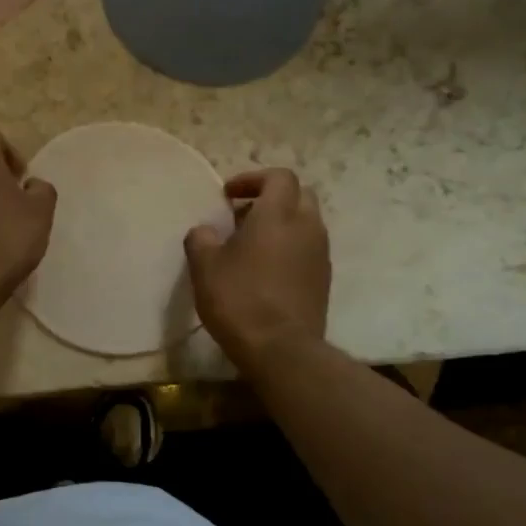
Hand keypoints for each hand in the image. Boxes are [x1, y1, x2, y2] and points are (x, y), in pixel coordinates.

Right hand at [184, 168, 330, 365]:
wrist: (281, 349)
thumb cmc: (239, 299)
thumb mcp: (204, 267)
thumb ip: (201, 239)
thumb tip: (204, 231)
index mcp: (278, 214)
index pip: (279, 177)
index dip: (253, 179)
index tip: (229, 195)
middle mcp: (306, 227)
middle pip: (299, 195)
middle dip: (271, 198)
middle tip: (242, 215)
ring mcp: (320, 254)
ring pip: (306, 223)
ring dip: (281, 224)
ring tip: (251, 245)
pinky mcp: (324, 280)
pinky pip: (308, 249)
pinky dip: (289, 248)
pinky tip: (266, 271)